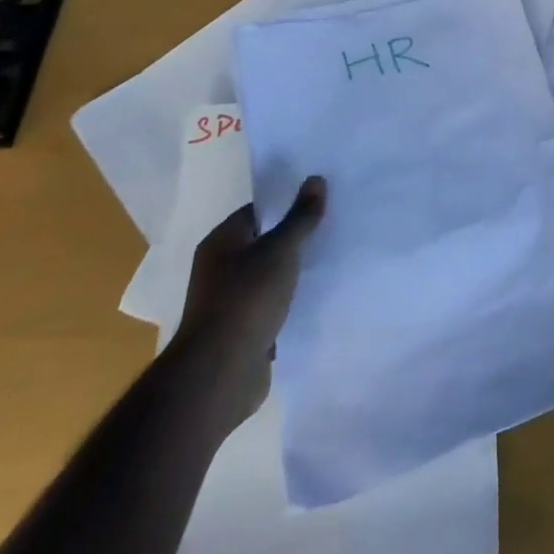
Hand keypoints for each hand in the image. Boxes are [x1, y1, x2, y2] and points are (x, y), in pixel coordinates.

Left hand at [172, 178, 326, 421]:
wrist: (220, 375)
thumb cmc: (246, 299)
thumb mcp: (280, 250)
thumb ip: (300, 217)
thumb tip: (316, 178)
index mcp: (221, 242)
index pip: (258, 210)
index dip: (287, 202)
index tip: (320, 199)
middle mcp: (221, 268)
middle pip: (265, 241)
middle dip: (295, 236)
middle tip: (333, 224)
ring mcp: (230, 301)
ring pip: (270, 275)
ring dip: (294, 271)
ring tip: (332, 256)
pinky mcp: (244, 330)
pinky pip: (273, 304)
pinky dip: (291, 299)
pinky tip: (318, 293)